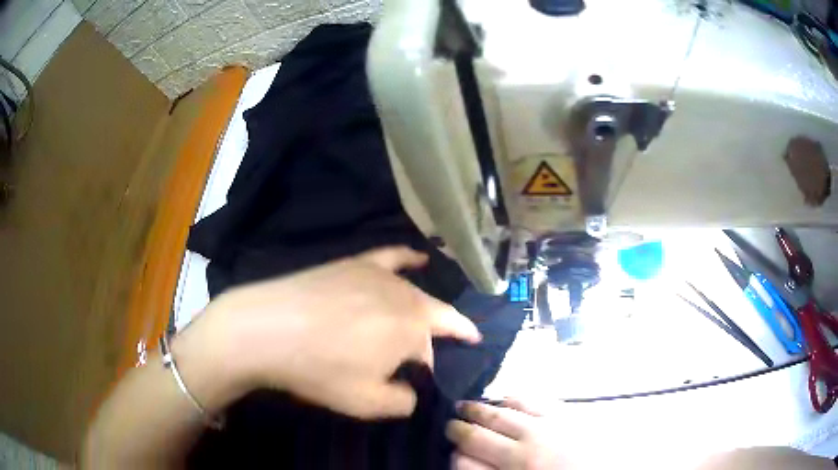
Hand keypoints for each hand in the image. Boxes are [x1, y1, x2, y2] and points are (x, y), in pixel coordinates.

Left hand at [175, 247, 481, 419]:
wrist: (267, 328)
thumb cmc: (318, 369)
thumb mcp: (367, 402)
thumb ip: (404, 401)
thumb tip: (413, 392)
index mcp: (413, 329)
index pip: (433, 351)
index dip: (429, 368)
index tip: (423, 380)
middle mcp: (405, 297)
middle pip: (430, 319)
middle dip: (432, 339)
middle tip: (421, 357)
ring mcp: (381, 275)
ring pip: (415, 293)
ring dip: (423, 311)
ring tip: (426, 322)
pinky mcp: (356, 263)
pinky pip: (393, 256)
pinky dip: (411, 258)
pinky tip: (422, 257)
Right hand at [447, 400, 568, 468]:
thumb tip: (465, 461)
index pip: (466, 461)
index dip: (454, 455)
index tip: (450, 452)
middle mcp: (525, 450)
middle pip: (479, 433)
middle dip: (459, 428)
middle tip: (449, 423)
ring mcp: (546, 428)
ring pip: (501, 413)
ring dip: (480, 409)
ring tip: (465, 406)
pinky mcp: (565, 415)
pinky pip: (533, 400)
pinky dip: (514, 398)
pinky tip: (506, 398)